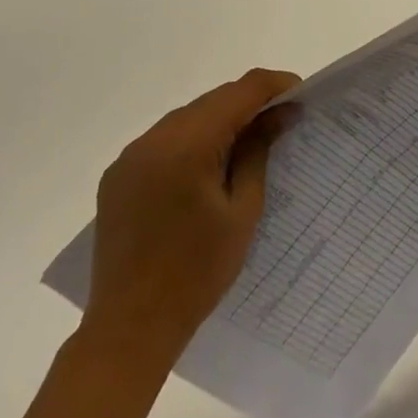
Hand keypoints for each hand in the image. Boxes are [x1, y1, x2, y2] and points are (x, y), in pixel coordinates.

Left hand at [81, 68, 300, 353]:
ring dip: (219, 120)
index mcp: (187, 144)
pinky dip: (191, 140)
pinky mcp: (118, 175)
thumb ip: (258, 152)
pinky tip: (206, 165)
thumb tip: (280, 112)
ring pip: (188, 116)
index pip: (240, 91)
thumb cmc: (196, 274)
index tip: (300, 95)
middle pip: (213, 100)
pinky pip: (163, 140)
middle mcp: (154, 138)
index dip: (274, 86)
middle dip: (249, 103)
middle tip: (280, 120)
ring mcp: (130, 156)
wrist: (129, 331)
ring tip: (246, 143)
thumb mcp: (242, 211)